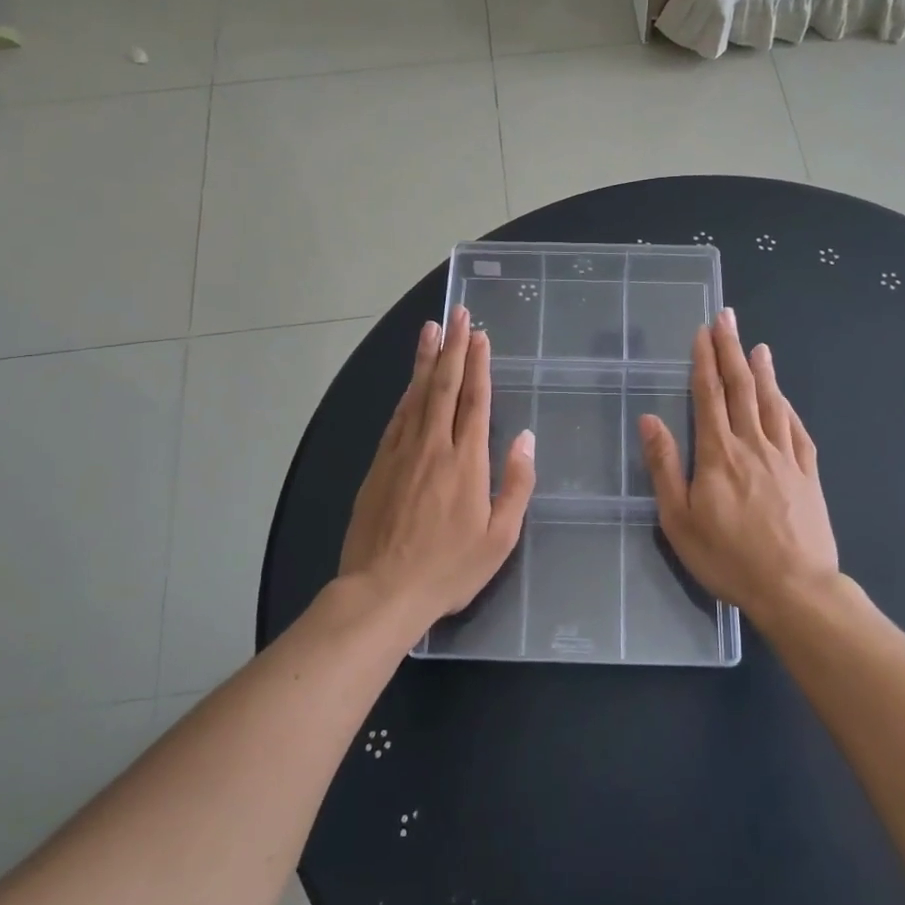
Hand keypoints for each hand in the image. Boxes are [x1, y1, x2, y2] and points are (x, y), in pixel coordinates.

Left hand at [340, 306, 536, 627]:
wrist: (382, 591)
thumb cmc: (449, 569)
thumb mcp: (499, 537)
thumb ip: (515, 484)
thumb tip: (525, 439)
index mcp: (466, 461)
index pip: (475, 400)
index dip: (478, 364)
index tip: (480, 335)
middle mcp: (433, 446)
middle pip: (444, 386)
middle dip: (453, 346)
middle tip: (458, 313)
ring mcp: (401, 453)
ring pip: (416, 395)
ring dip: (426, 359)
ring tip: (431, 329)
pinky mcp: (379, 465)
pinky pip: (397, 417)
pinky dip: (406, 393)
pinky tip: (410, 381)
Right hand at [637, 309, 838, 620]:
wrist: (795, 588)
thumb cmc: (728, 558)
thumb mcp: (679, 520)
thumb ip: (664, 467)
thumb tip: (649, 419)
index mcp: (718, 454)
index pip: (708, 396)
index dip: (704, 360)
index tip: (702, 332)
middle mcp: (753, 444)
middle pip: (741, 388)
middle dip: (732, 350)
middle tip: (727, 317)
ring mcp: (785, 457)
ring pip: (771, 403)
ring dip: (763, 371)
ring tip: (757, 345)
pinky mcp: (808, 474)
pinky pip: (797, 430)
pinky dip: (788, 406)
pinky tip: (784, 397)